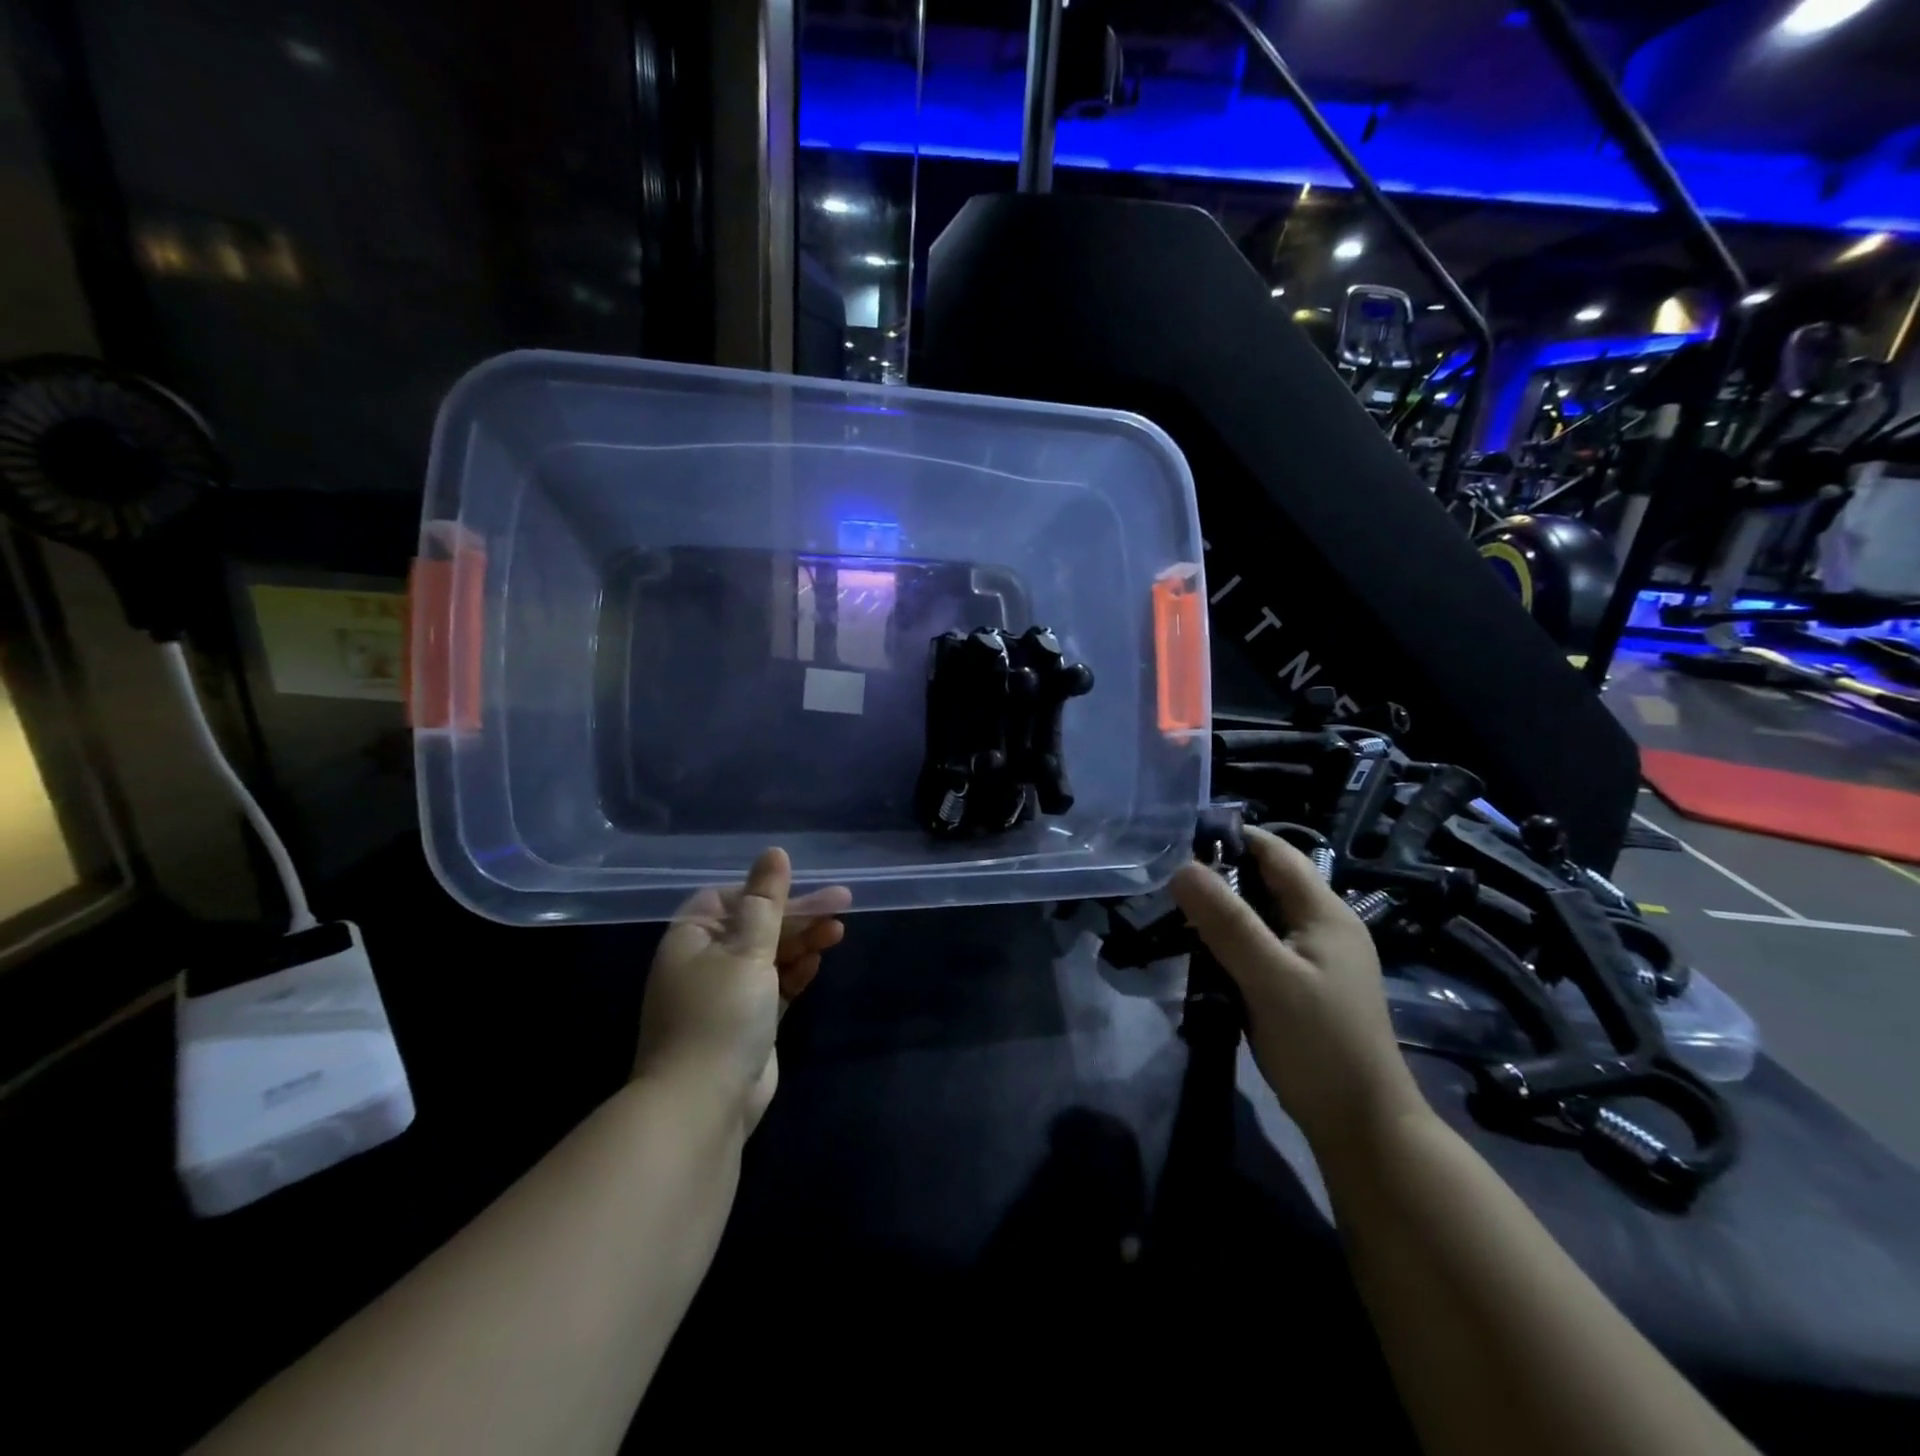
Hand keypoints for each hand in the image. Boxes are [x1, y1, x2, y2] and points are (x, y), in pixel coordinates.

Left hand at [633, 848, 850, 1131]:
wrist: (704, 1104)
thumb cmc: (721, 1014)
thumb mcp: (747, 948)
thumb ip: (766, 900)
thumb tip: (774, 852)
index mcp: (692, 938)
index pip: (730, 898)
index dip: (766, 891)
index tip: (802, 888)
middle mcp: (705, 962)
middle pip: (757, 925)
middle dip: (797, 915)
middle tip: (843, 904)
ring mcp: (726, 994)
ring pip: (769, 955)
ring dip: (802, 941)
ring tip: (839, 930)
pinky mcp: (747, 1022)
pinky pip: (775, 985)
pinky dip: (795, 972)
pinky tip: (818, 961)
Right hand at [1170, 827, 1426, 1155]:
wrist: (1361, 1126)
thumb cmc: (1320, 1045)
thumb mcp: (1270, 978)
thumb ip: (1227, 922)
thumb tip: (1181, 867)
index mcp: (1325, 913)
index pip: (1276, 852)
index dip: (1232, 837)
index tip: (1179, 839)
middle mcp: (1322, 926)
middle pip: (1266, 881)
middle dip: (1219, 874)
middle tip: (1165, 878)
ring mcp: (1313, 958)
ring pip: (1259, 915)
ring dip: (1221, 909)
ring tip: (1172, 911)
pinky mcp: (1299, 985)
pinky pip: (1258, 945)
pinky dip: (1228, 940)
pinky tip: (1199, 951)